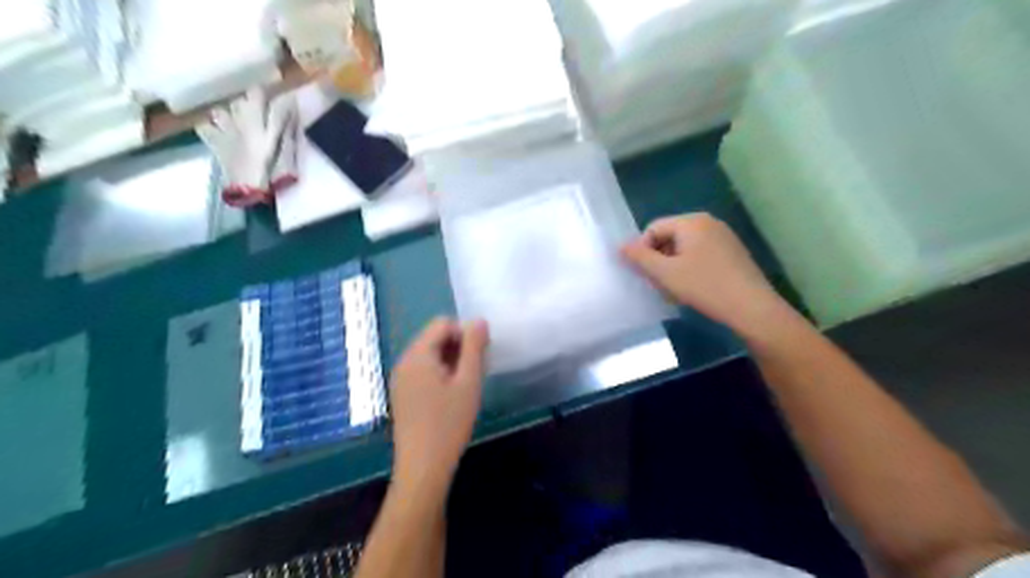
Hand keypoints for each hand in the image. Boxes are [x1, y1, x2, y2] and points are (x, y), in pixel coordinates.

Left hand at [389, 315, 486, 491]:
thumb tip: (478, 320)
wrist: (423, 467)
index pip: (442, 324)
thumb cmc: (449, 423)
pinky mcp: (402, 394)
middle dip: (458, 348)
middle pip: (434, 337)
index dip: (465, 334)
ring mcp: (400, 379)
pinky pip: (423, 371)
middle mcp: (403, 361)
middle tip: (474, 374)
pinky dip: (440, 375)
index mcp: (417, 355)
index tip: (478, 358)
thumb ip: (474, 347)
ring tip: (465, 388)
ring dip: (451, 362)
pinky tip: (451, 398)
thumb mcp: (468, 381)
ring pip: (430, 355)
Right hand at [618, 212, 795, 338]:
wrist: (752, 308)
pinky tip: (694, 289)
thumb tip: (620, 246)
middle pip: (669, 236)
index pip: (653, 228)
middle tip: (660, 284)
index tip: (646, 275)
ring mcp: (724, 237)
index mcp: (691, 221)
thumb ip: (639, 257)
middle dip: (659, 259)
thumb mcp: (665, 273)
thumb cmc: (704, 286)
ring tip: (676, 289)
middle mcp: (708, 222)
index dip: (643, 251)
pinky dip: (690, 268)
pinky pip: (701, 254)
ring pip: (684, 248)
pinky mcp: (733, 253)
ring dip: (673, 266)